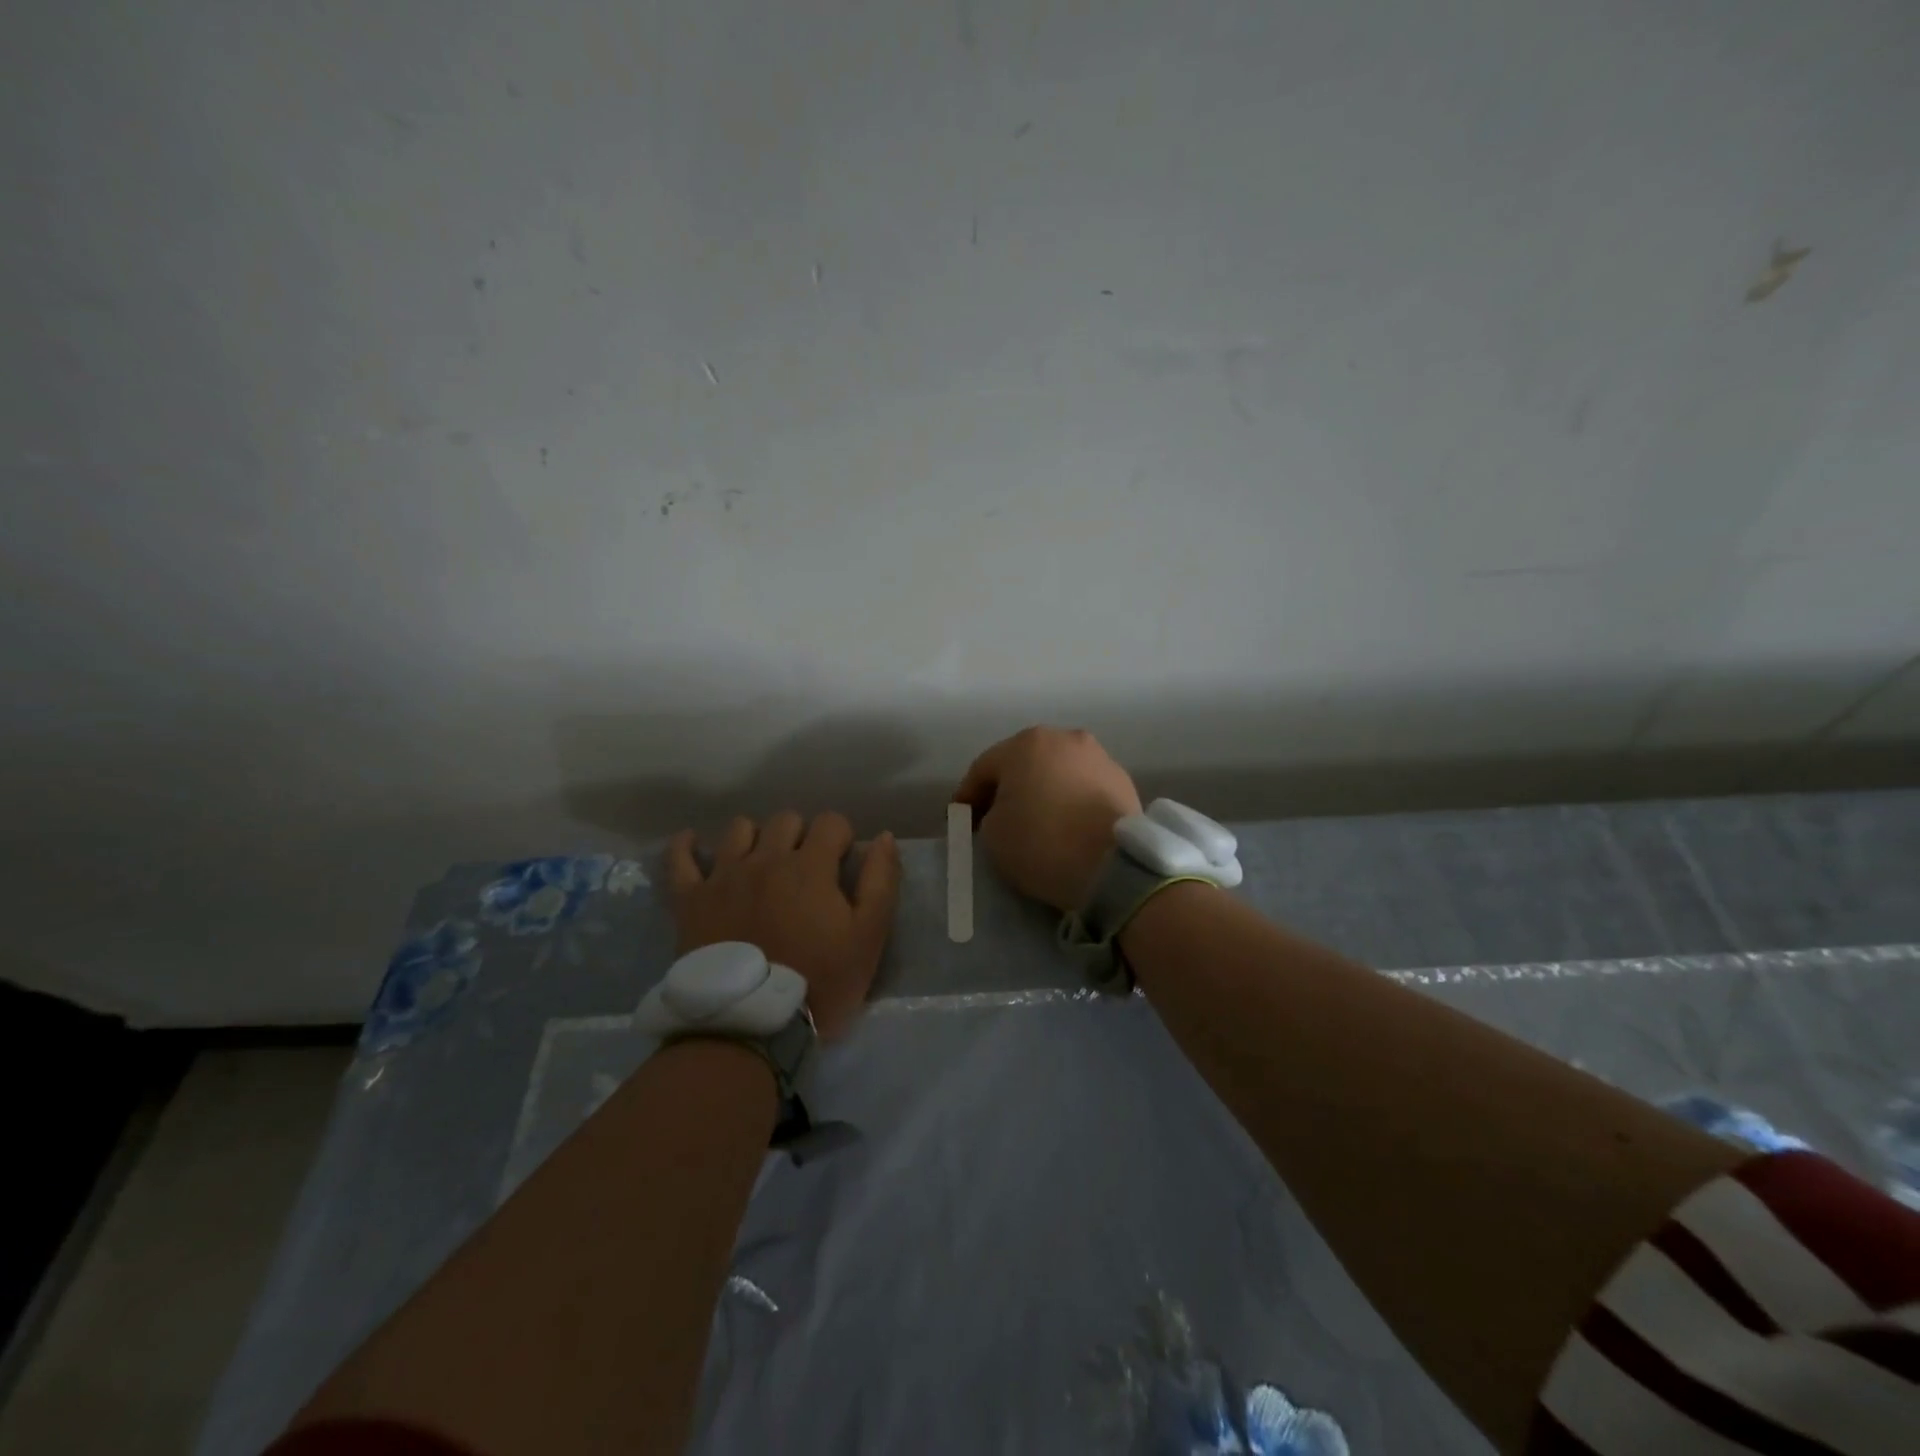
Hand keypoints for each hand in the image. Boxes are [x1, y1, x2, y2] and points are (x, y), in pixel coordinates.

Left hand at [666, 813, 900, 1039]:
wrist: (750, 1027)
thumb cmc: (818, 983)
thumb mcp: (868, 938)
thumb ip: (880, 882)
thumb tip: (885, 838)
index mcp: (810, 866)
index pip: (831, 822)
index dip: (842, 838)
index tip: (843, 864)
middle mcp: (766, 859)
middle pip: (786, 820)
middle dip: (802, 835)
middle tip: (806, 870)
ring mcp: (723, 876)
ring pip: (739, 829)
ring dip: (756, 838)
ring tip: (762, 863)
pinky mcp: (690, 899)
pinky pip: (680, 859)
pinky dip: (687, 846)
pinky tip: (694, 844)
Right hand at [953, 726, 1141, 912]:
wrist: (1113, 866)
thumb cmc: (1042, 843)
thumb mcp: (992, 834)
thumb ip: (989, 815)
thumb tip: (1005, 813)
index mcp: (1025, 743)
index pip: (983, 769)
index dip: (966, 797)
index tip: (959, 823)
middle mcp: (1063, 738)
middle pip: (1022, 763)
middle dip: (1006, 789)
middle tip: (994, 819)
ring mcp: (1098, 756)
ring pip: (1056, 772)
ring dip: (1042, 791)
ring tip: (1036, 822)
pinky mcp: (1123, 780)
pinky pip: (1083, 787)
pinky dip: (1070, 801)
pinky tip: (1067, 825)